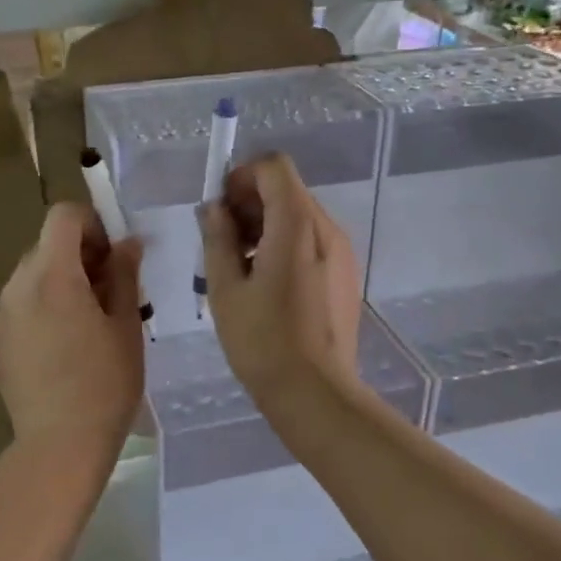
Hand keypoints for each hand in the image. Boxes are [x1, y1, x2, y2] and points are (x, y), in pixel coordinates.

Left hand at [0, 202, 144, 456]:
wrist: (59, 445)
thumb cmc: (105, 383)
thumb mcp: (126, 325)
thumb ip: (124, 276)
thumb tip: (128, 243)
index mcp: (52, 276)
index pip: (62, 217)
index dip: (92, 224)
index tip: (113, 256)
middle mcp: (18, 287)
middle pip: (46, 246)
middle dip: (80, 255)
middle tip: (110, 292)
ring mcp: (2, 316)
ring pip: (33, 277)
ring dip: (62, 283)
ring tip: (89, 323)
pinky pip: (22, 308)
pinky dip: (44, 309)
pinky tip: (65, 349)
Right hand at [198, 154, 362, 410]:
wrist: (315, 393)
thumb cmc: (263, 341)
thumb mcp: (226, 289)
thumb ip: (218, 239)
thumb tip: (214, 208)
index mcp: (298, 225)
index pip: (274, 167)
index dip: (242, 177)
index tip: (220, 210)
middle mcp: (327, 229)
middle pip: (287, 190)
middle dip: (250, 203)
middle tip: (222, 242)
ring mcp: (342, 253)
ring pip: (299, 216)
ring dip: (266, 225)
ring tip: (241, 267)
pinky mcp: (346, 275)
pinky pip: (312, 241)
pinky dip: (285, 244)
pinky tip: (267, 284)